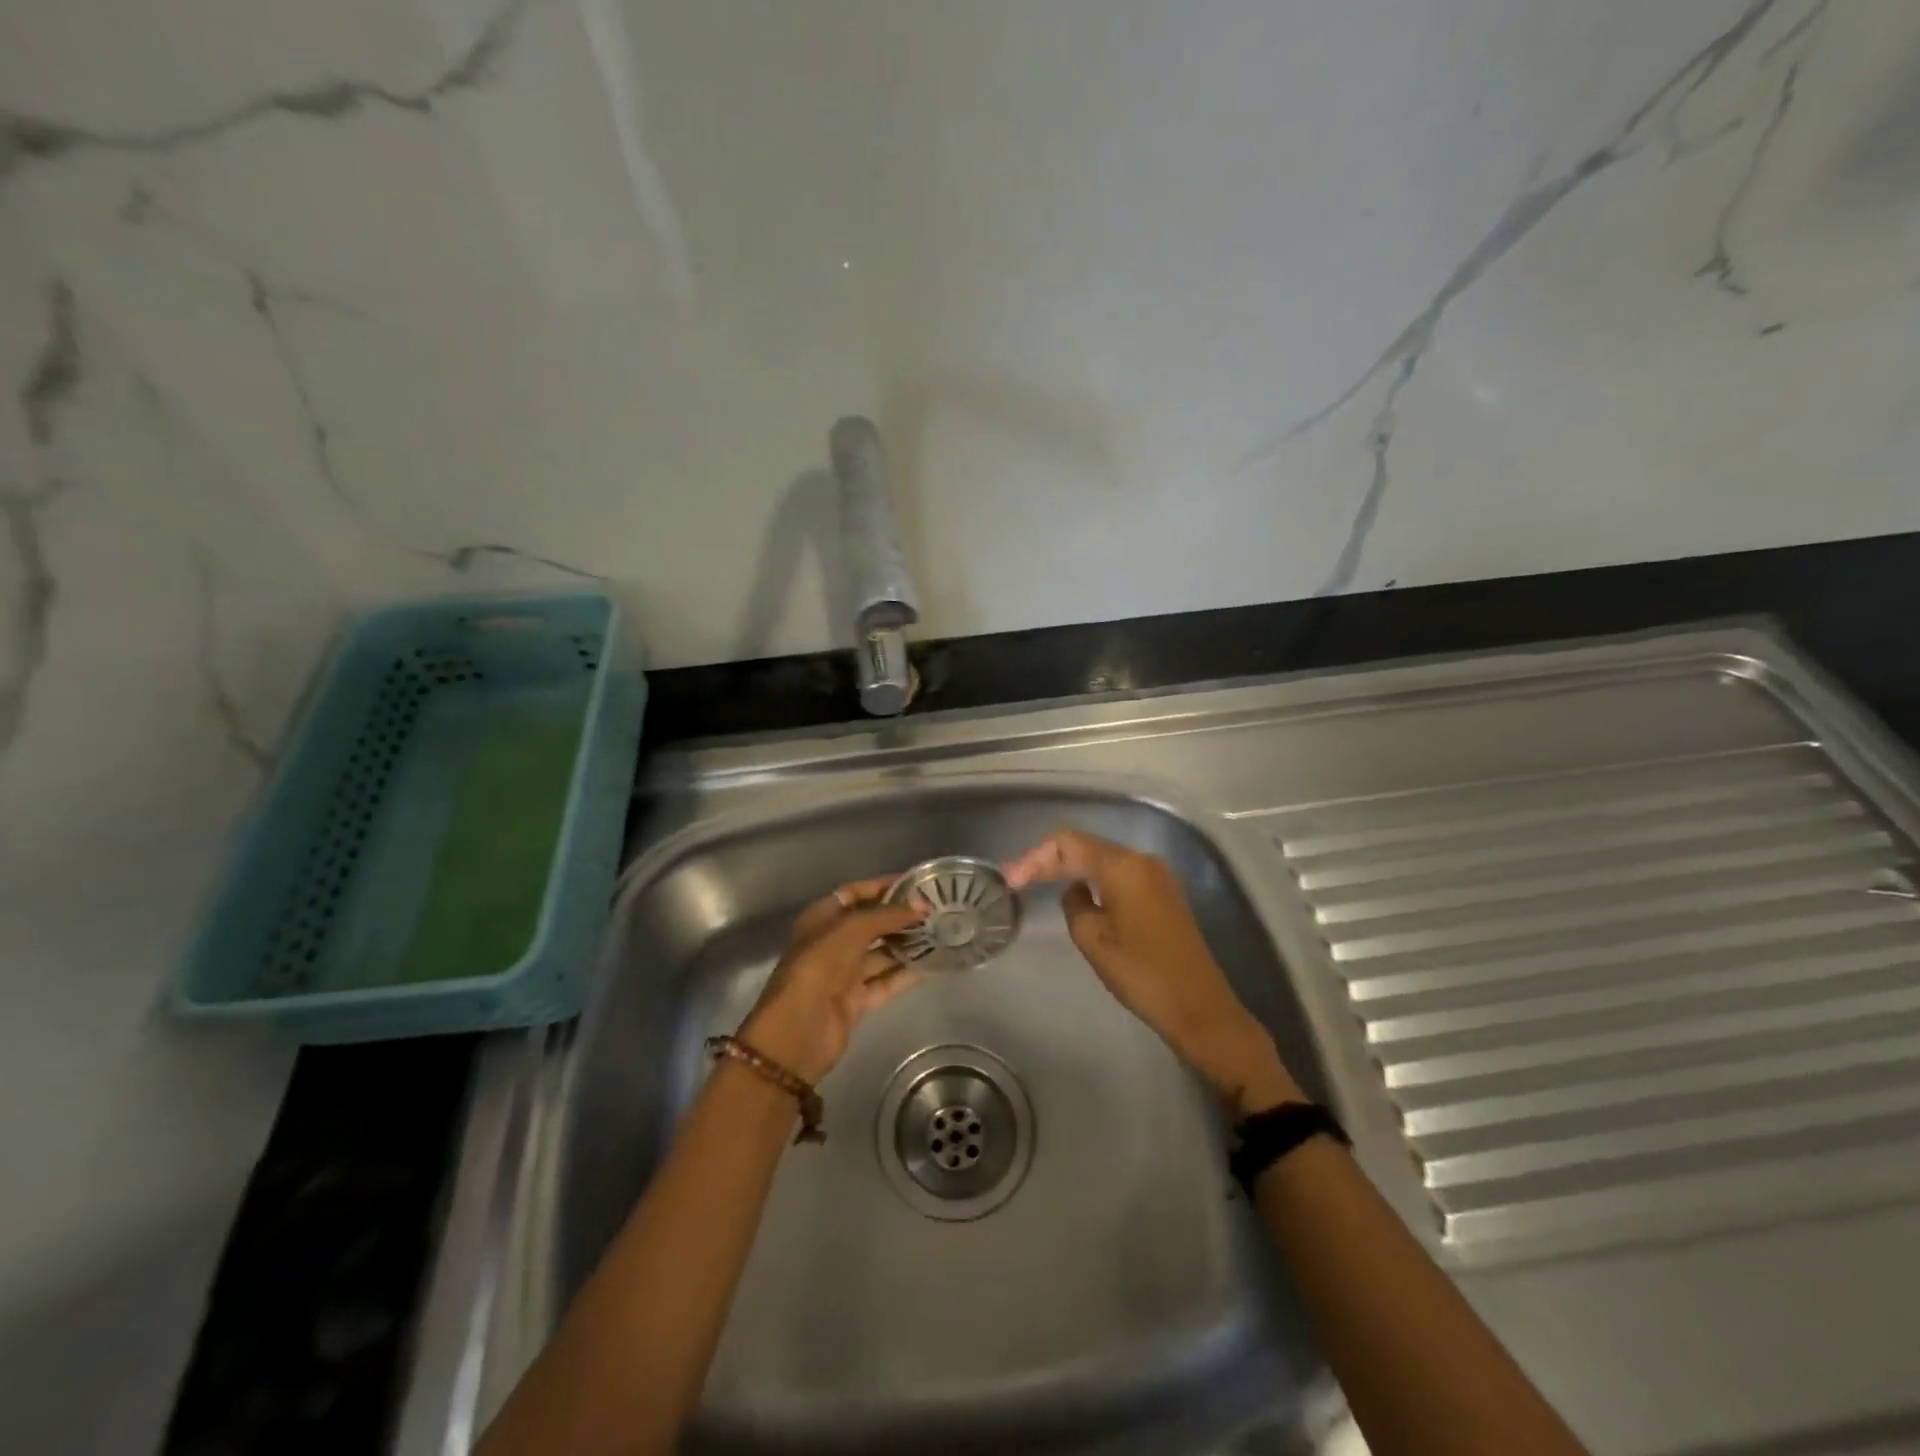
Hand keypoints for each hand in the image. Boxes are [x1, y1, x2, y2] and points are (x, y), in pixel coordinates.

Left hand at [736, 877, 925, 1083]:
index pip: (855, 893)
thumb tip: (923, 905)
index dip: (883, 886)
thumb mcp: (853, 929)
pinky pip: (887, 981)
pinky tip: (934, 964)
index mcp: (822, 918)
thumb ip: (889, 915)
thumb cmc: (820, 965)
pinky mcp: (857, 1000)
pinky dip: (908, 973)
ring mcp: (844, 973)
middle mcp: (833, 942)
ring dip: (908, 944)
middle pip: (871, 923)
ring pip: (882, 953)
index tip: (916, 884)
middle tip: (936, 911)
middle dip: (900, 917)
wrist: (799, 1028)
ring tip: (942, 934)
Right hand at [1006, 830, 1301, 1116]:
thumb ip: (1074, 904)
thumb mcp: (1093, 939)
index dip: (1034, 857)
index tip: (1010, 881)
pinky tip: (1078, 895)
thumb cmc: (1142, 973)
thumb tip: (1077, 890)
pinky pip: (1120, 875)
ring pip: (1103, 859)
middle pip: (1085, 846)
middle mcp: (1141, 859)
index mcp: (1122, 865)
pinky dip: (1094, 880)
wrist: (1200, 1007)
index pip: (1067, 842)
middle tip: (1017, 881)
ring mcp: (1157, 875)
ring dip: (1071, 869)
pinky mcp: (1164, 894)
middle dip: (1049, 860)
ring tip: (1039, 885)